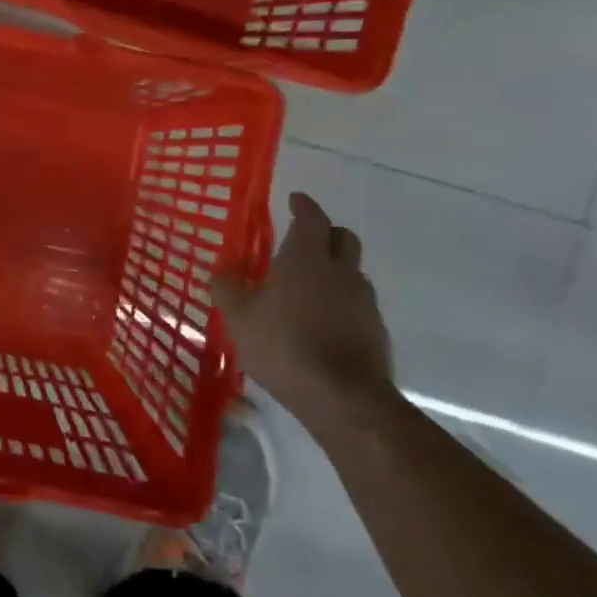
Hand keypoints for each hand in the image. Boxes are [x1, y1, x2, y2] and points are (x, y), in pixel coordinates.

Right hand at [213, 192, 395, 425]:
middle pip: (343, 238)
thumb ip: (227, 290)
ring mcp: (364, 302)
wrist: (344, 398)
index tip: (295, 199)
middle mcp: (341, 272)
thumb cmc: (284, 345)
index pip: (312, 218)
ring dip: (334, 271)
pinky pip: (357, 305)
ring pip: (352, 273)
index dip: (304, 206)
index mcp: (306, 258)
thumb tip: (221, 273)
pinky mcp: (376, 332)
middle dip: (326, 233)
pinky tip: (321, 323)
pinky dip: (340, 303)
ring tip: (307, 288)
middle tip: (304, 239)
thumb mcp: (239, 317)